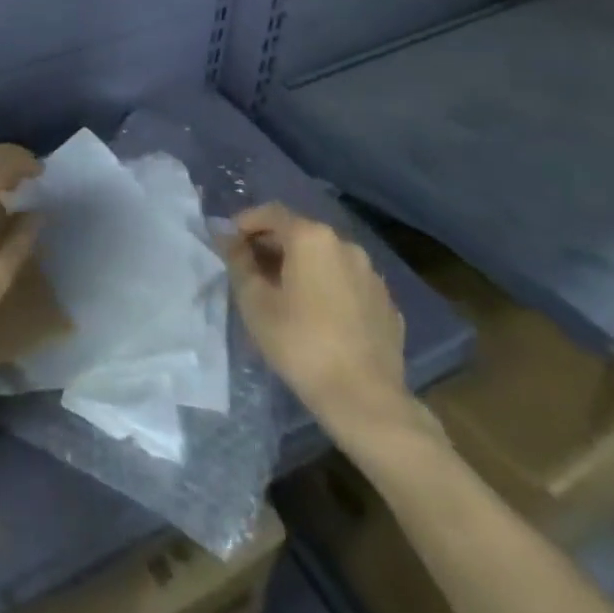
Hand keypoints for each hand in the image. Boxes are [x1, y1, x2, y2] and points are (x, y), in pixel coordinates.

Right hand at [221, 204, 438, 456]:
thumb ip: (238, 260)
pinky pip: (348, 284)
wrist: (365, 399)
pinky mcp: (387, 304)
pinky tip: (318, 317)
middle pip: (300, 233)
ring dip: (301, 267)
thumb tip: (227, 237)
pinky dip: (328, 288)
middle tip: (251, 271)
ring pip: (326, 259)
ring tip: (284, 295)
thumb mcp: (254, 301)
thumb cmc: (300, 343)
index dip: (245, 223)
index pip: (271, 213)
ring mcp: (371, 275)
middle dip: (272, 246)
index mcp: (312, 238)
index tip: (229, 243)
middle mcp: (346, 245)